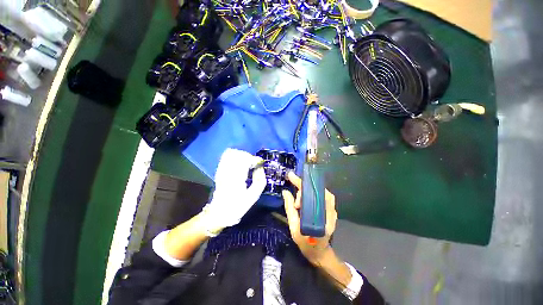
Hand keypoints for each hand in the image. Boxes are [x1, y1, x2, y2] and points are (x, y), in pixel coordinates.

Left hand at [200, 148, 266, 235]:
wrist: (219, 212)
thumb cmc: (238, 206)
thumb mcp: (253, 196)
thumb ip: (259, 180)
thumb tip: (260, 167)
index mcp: (237, 178)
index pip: (246, 160)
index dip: (255, 160)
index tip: (260, 163)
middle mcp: (228, 171)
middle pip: (239, 154)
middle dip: (249, 157)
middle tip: (254, 164)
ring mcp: (222, 170)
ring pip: (232, 153)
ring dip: (242, 156)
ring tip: (247, 163)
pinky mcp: (219, 170)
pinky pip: (226, 157)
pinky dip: (235, 156)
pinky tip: (239, 163)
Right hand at [282, 171, 337, 264]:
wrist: (319, 253)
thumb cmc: (305, 242)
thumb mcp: (294, 227)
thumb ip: (290, 208)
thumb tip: (285, 192)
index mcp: (320, 217)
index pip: (312, 193)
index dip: (301, 183)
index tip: (291, 176)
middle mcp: (329, 212)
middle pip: (317, 191)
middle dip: (303, 191)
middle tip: (296, 203)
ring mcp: (332, 211)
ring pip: (320, 192)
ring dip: (307, 193)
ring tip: (299, 205)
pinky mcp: (331, 211)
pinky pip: (322, 196)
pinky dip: (312, 194)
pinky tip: (306, 200)